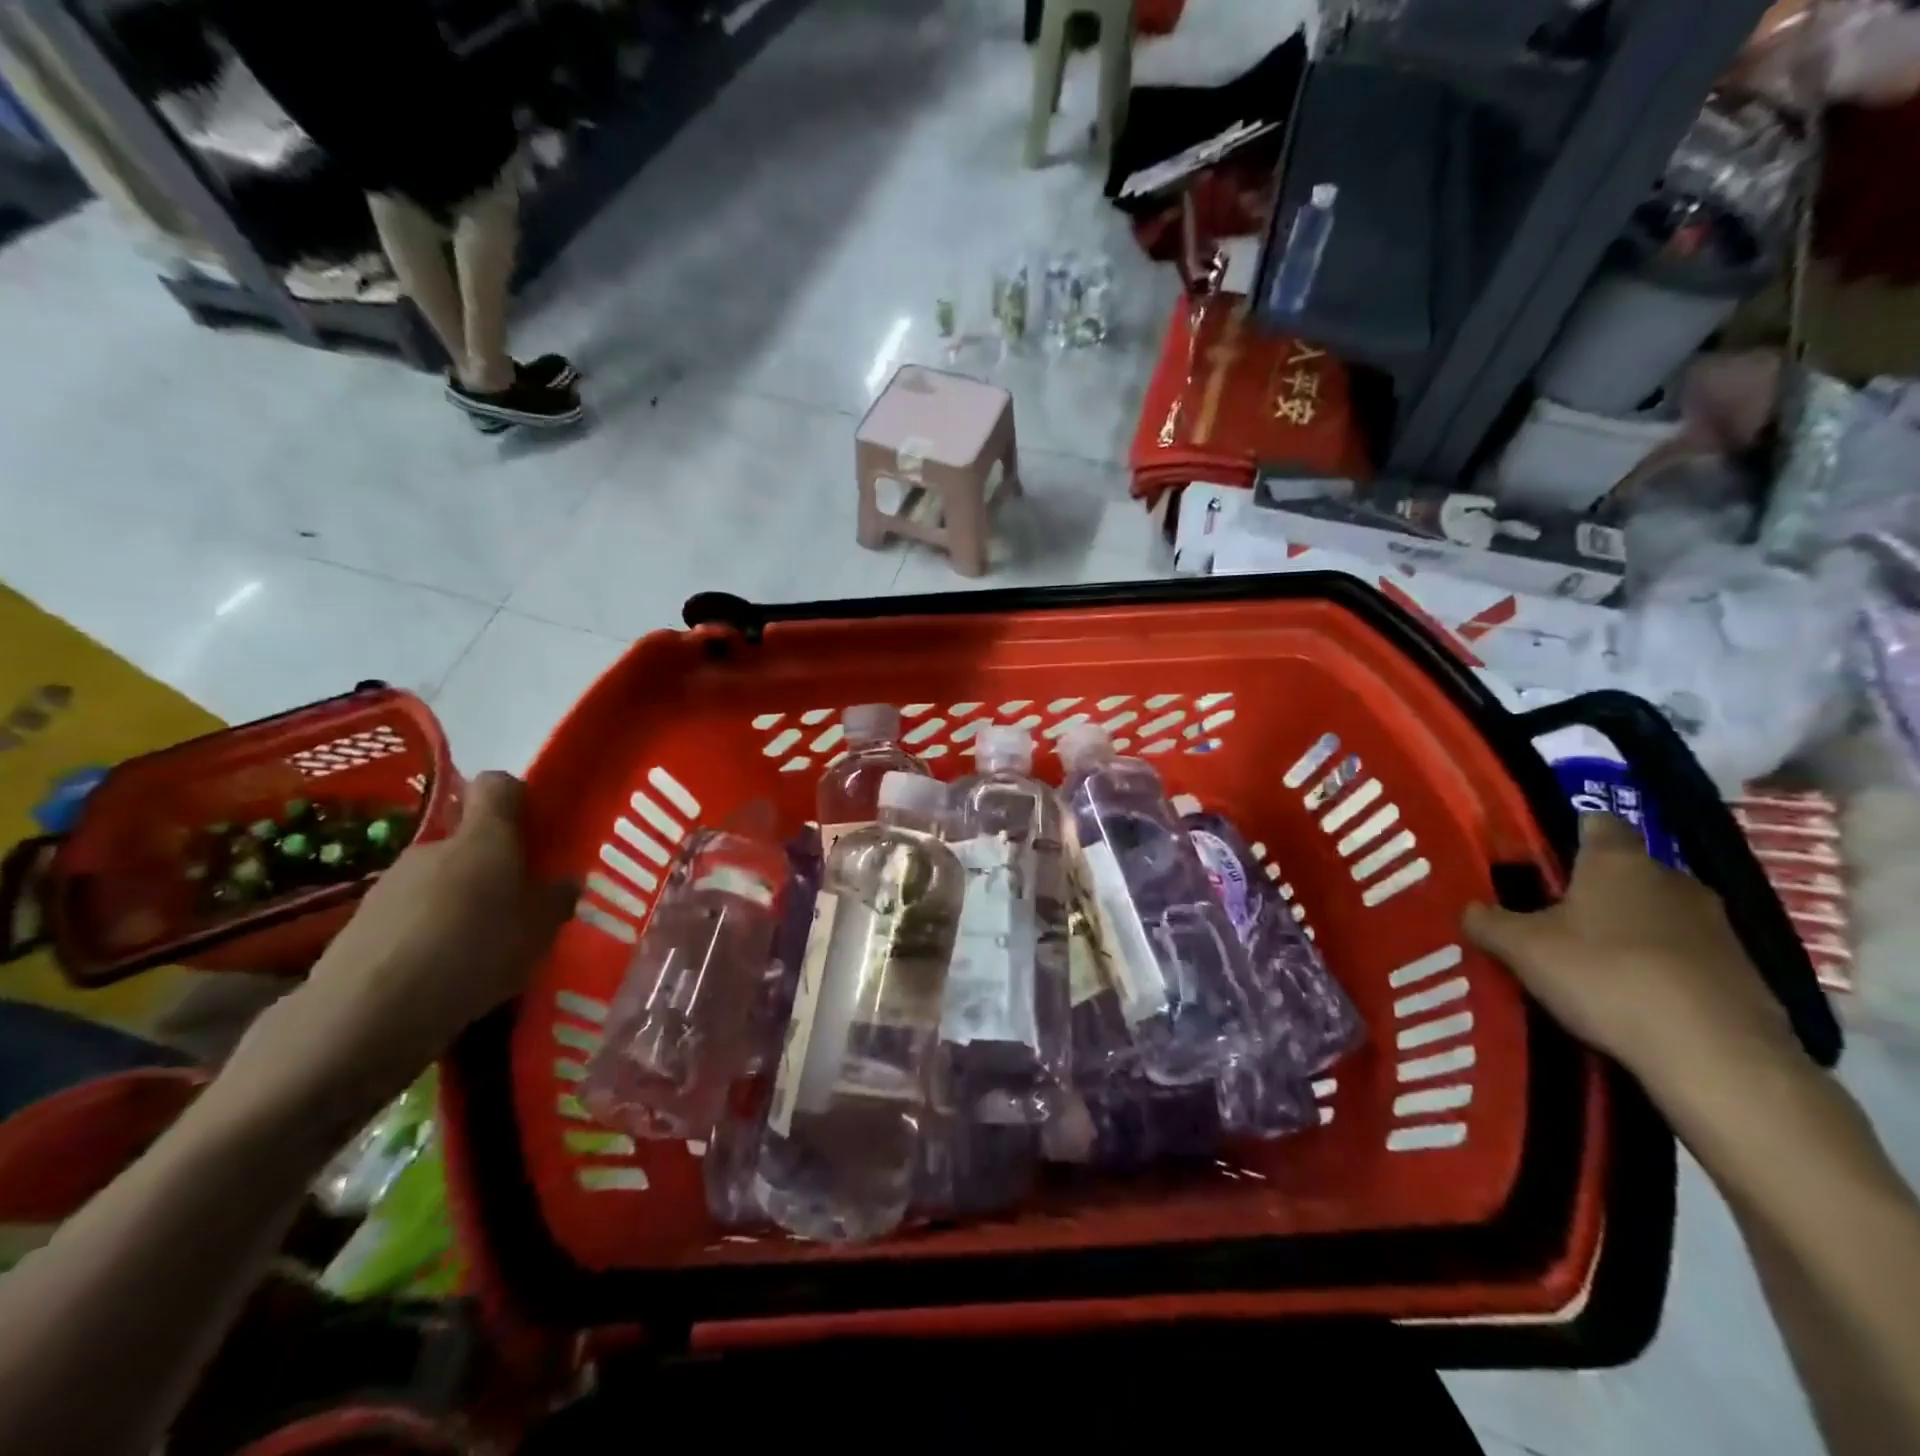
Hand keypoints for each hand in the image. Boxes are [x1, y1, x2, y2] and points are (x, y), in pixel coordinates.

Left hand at [228, 772, 574, 1117]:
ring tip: (476, 950)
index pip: (498, 785)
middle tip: (514, 908)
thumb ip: (556, 899)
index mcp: (484, 838)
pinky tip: (438, 974)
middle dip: (491, 866)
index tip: (535, 829)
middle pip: (468, 840)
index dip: (517, 798)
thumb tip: (566, 880)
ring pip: (438, 879)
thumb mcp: (540, 931)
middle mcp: (434, 847)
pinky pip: (409, 915)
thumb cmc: (475, 955)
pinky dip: (426, 933)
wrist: (367, 1016)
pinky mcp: (360, 922)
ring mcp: (390, 883)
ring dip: (458, 902)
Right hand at [1462, 814, 1799, 1094]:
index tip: (1541, 854)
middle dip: (1592, 889)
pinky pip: (1685, 957)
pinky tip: (1630, 999)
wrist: (1717, 1058)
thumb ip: (1488, 922)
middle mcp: (1673, 880)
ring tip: (1586, 963)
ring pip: (1658, 915)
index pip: (1597, 821)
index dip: (1569, 831)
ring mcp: (1718, 928)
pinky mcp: (1744, 974)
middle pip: (1626, 871)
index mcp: (1618, 861)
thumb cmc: (1605, 976)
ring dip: (1627, 932)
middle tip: (1549, 916)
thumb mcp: (1521, 948)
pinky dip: (1657, 969)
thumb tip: (1470, 909)